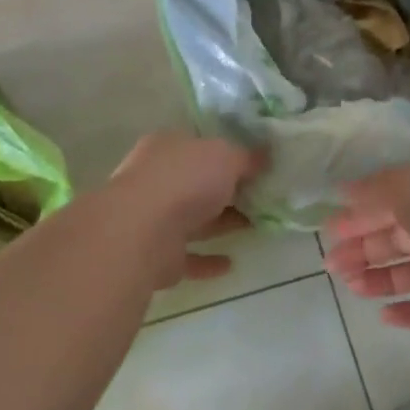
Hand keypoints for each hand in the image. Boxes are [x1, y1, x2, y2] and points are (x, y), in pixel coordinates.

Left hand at [101, 132, 262, 288]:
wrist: (143, 231)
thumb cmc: (185, 179)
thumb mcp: (226, 156)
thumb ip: (247, 157)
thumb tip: (265, 155)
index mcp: (168, 146)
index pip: (198, 145)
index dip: (226, 153)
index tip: (254, 165)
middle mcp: (156, 178)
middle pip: (196, 182)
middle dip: (225, 190)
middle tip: (260, 198)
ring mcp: (153, 217)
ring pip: (192, 218)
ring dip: (220, 223)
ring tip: (254, 226)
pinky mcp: (156, 254)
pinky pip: (187, 256)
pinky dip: (207, 260)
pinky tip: (230, 264)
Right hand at [325, 157, 409, 327]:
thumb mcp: (406, 187)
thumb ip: (372, 191)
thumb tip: (344, 192)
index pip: (389, 200)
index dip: (359, 214)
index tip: (329, 231)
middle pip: (397, 236)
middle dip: (362, 248)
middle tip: (331, 263)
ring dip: (379, 278)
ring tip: (351, 287)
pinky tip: (383, 316)